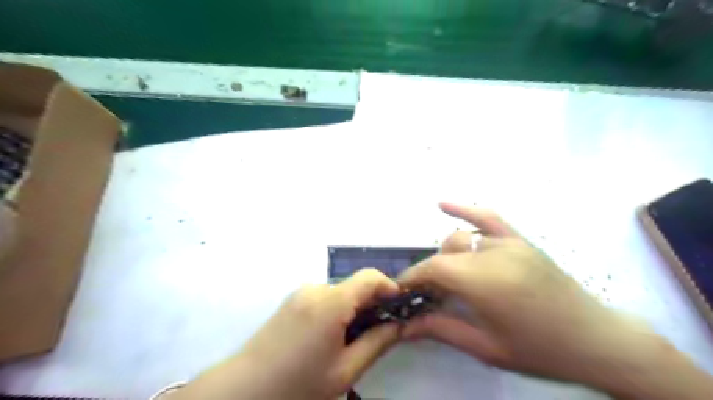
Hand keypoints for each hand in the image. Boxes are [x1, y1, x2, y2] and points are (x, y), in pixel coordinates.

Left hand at [169, 269, 397, 399]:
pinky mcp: (293, 300)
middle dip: (372, 303)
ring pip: (341, 292)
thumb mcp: (344, 370)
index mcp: (331, 302)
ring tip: (353, 338)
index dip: (389, 286)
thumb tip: (400, 325)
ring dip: (354, 308)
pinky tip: (332, 335)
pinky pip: (325, 297)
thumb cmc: (297, 384)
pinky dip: (338, 309)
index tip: (399, 306)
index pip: (370, 277)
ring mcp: (301, 293)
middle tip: (380, 330)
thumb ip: (377, 343)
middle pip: (355, 286)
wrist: (243, 389)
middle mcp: (316, 289)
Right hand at [399, 205, 709, 397]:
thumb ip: (442, 330)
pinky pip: (488, 217)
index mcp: (485, 283)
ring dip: (446, 257)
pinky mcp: (520, 240)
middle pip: (444, 255)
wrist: (598, 340)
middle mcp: (493, 255)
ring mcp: (509, 243)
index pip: (434, 269)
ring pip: (460, 239)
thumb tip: (404, 326)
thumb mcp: (487, 348)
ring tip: (448, 279)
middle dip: (429, 273)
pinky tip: (442, 204)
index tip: (402, 291)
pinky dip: (464, 210)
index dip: (413, 278)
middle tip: (428, 296)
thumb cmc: (541, 350)